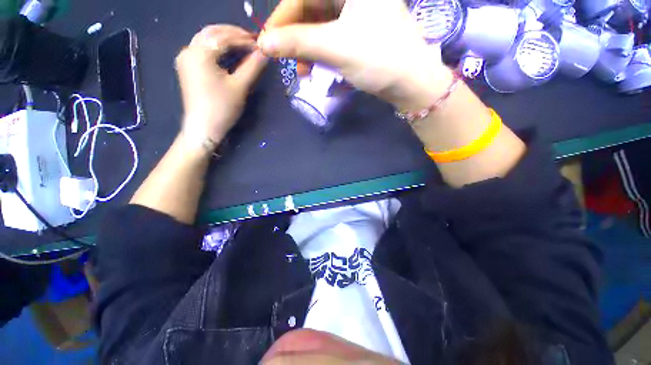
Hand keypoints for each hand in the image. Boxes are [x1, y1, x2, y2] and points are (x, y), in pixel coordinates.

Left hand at [176, 25, 267, 149]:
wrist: (204, 127)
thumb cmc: (222, 108)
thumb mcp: (240, 87)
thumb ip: (253, 67)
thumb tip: (265, 52)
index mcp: (199, 53)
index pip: (224, 37)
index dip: (244, 39)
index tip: (260, 44)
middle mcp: (188, 50)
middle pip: (212, 33)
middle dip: (233, 34)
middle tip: (253, 41)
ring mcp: (186, 58)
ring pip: (206, 39)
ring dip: (225, 39)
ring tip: (244, 45)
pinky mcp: (187, 67)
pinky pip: (203, 48)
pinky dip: (217, 47)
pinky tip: (229, 52)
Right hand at [259, 0, 449, 109]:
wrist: (409, 83)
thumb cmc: (379, 59)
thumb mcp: (335, 48)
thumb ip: (298, 42)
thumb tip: (264, 43)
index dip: (282, 17)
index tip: (267, 40)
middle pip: (311, 8)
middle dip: (295, 36)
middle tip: (284, 59)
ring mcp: (356, 11)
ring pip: (319, 24)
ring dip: (306, 48)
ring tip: (302, 71)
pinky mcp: (358, 30)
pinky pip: (330, 36)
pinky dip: (319, 52)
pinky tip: (315, 68)